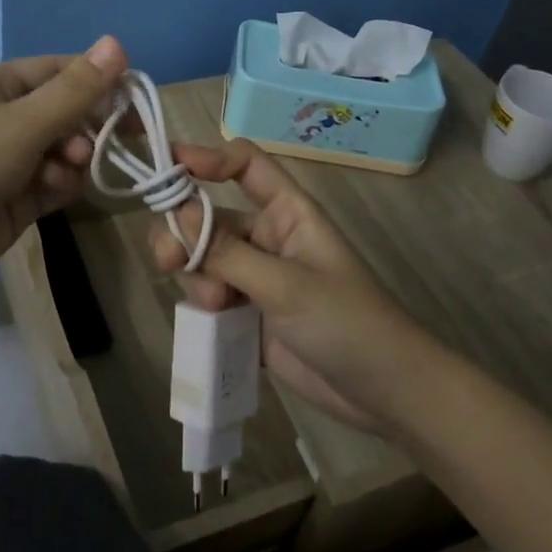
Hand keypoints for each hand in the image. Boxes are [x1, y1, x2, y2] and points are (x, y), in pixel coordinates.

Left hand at [0, 36, 129, 306]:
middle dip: (87, 126)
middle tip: (105, 142)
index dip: (99, 81)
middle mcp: (5, 117)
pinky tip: (54, 193)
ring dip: (74, 159)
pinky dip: (62, 185)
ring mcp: (10, 160)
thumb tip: (118, 43)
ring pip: (65, 150)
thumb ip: (75, 90)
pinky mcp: (15, 198)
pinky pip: (54, 182)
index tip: (135, 100)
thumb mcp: (21, 123)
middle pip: (66, 112)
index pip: (61, 71)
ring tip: (66, 172)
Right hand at [148, 140, 441, 434]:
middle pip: (209, 215)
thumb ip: (228, 252)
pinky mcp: (246, 313)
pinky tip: (211, 323)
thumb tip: (178, 211)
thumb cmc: (347, 323)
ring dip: (194, 275)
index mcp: (287, 212)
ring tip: (212, 306)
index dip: (209, 157)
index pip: (245, 165)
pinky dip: (199, 303)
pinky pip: (207, 295)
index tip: (170, 164)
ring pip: (202, 258)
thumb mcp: (287, 285)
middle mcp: (266, 236)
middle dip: (184, 233)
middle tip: (167, 260)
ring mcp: (254, 276)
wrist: (383, 394)